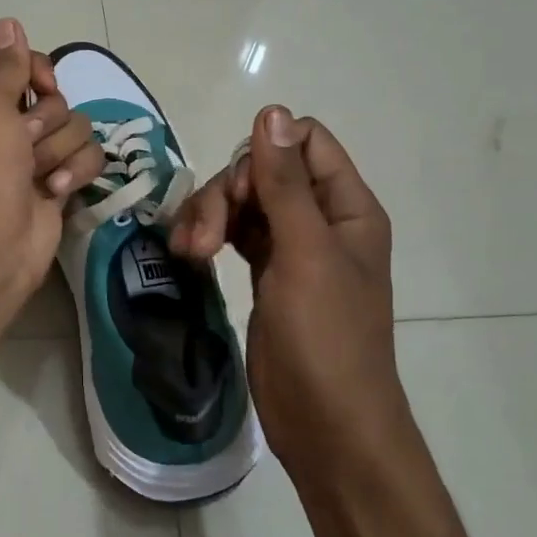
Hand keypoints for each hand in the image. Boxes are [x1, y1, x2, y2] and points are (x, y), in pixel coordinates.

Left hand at [0, 18, 104, 321]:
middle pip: (55, 98)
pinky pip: (89, 158)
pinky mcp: (62, 182)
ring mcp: (38, 156)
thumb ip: (7, 65)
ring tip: (38, 175)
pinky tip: (56, 191)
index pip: (18, 64)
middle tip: (24, 141)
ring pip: (77, 127)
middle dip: (47, 120)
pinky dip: (75, 172)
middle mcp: (11, 126)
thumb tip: (9, 21)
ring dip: (59, 150)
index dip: (34, 69)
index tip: (40, 84)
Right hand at [169, 106, 398, 487]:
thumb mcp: (305, 253)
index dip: (264, 153)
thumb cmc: (326, 338)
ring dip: (210, 216)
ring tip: (189, 252)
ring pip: (242, 202)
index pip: (305, 142)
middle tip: (205, 237)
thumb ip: (284, 183)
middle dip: (226, 193)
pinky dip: (210, 236)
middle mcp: (321, 219)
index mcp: (346, 207)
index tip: (239, 190)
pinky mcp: (266, 274)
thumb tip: (271, 111)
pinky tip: (190, 254)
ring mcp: (292, 248)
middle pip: (264, 171)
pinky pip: (234, 233)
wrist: (327, 425)